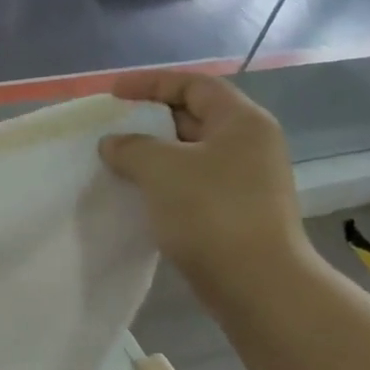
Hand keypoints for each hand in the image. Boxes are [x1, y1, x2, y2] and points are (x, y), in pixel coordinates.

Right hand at [99, 71, 309, 295]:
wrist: (257, 285)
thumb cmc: (210, 212)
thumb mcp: (160, 168)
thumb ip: (130, 146)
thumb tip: (114, 144)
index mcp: (241, 122)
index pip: (194, 84)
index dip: (151, 83)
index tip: (113, 95)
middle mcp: (250, 144)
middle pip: (194, 116)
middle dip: (150, 119)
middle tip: (112, 127)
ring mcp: (247, 180)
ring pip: (192, 153)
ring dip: (154, 153)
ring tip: (117, 160)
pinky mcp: (238, 211)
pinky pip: (195, 182)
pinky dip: (165, 180)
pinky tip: (139, 192)